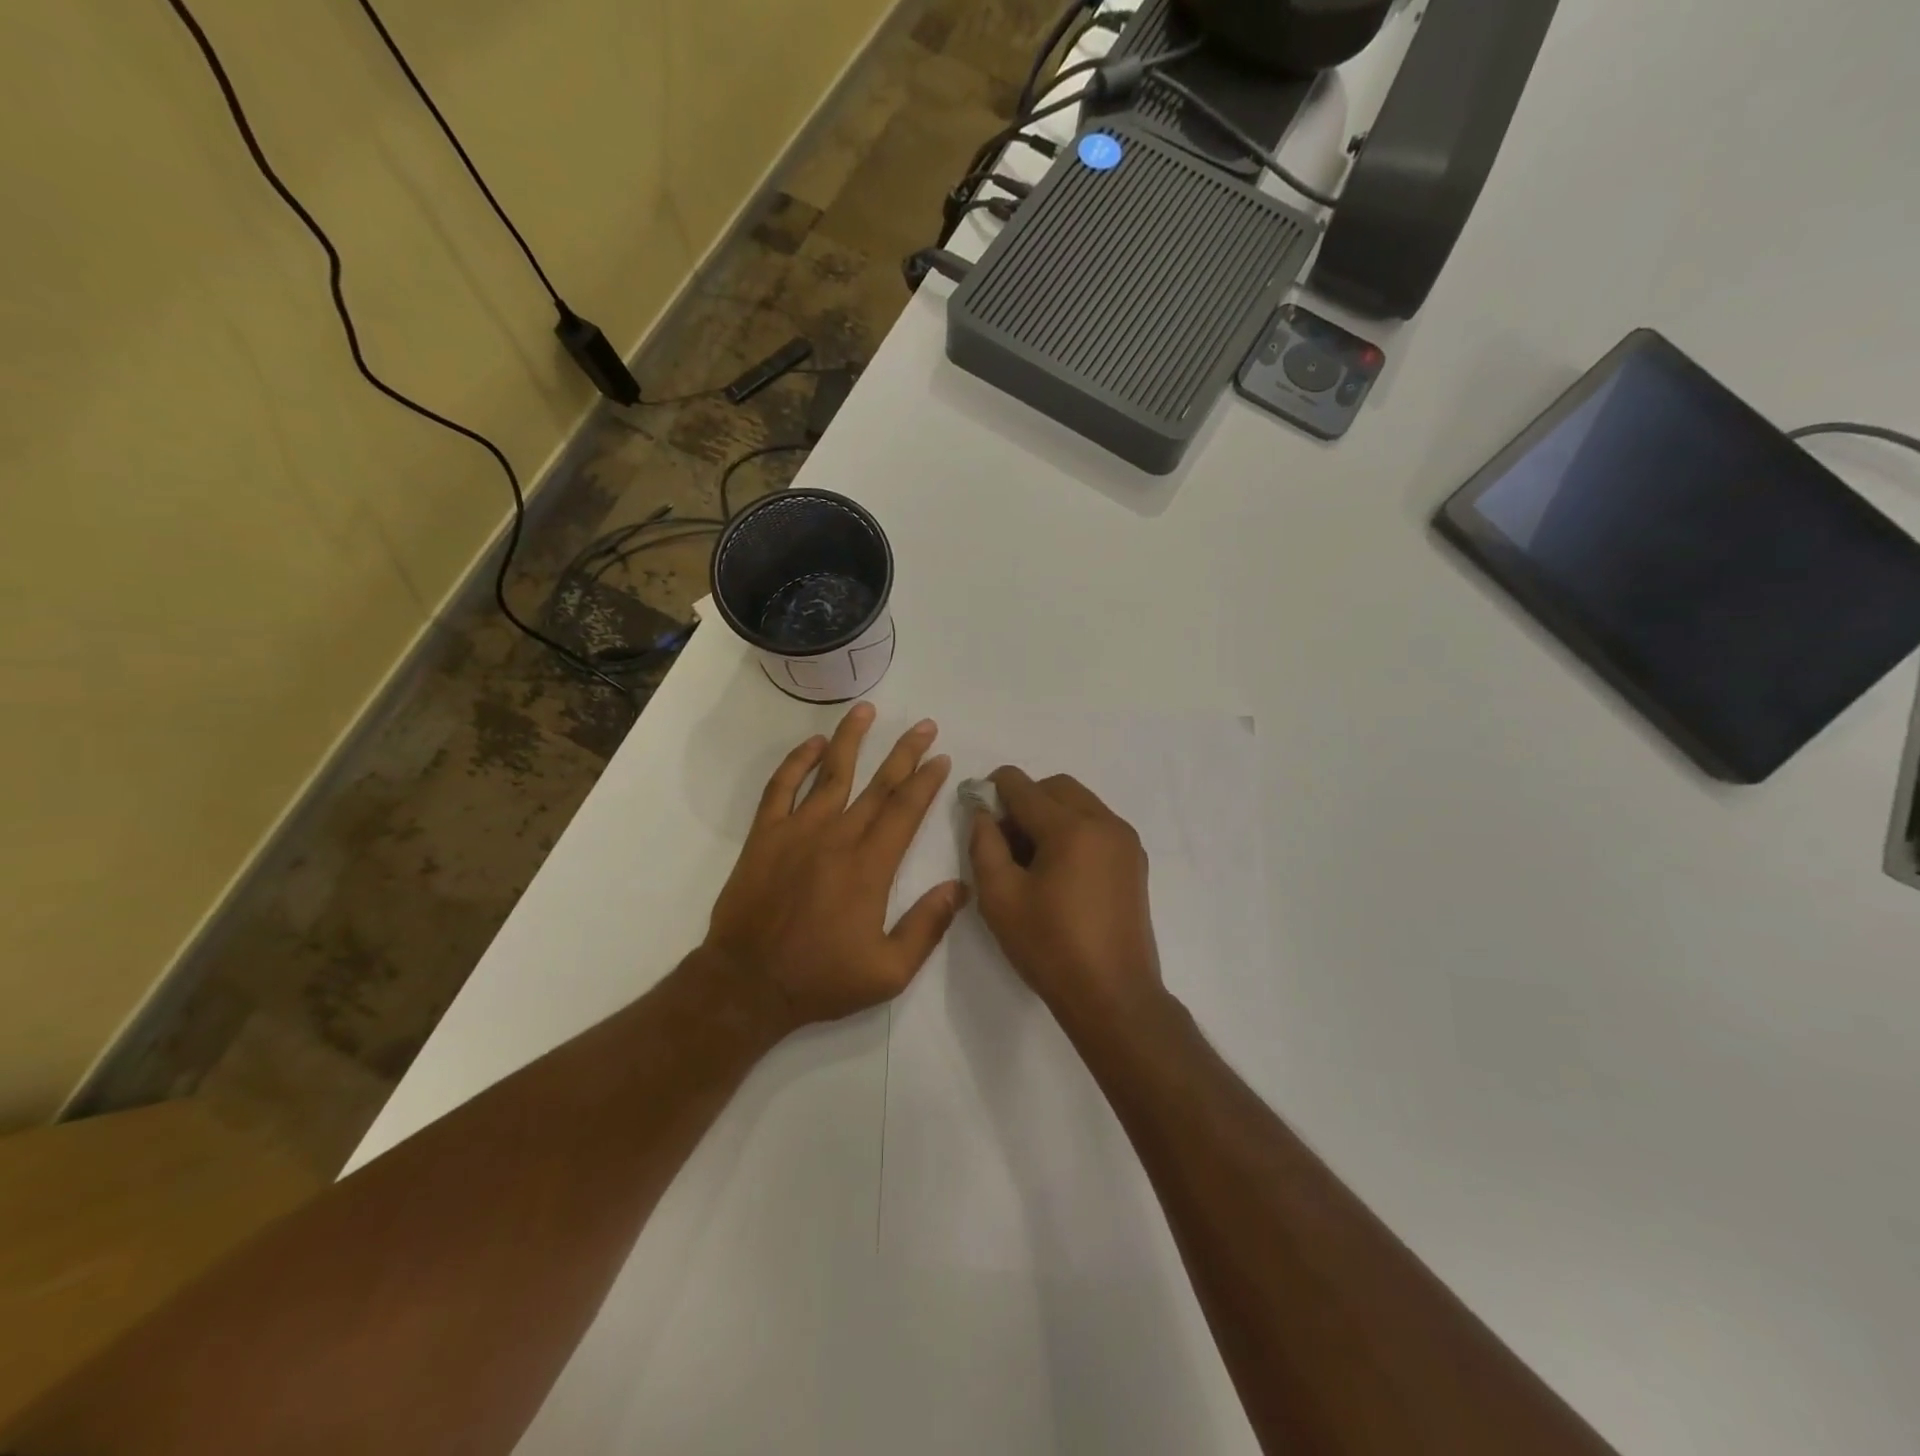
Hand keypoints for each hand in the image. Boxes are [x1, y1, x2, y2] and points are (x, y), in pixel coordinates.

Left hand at [704, 703, 966, 1031]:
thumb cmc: (821, 979)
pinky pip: (781, 788)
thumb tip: (960, 888)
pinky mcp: (765, 836)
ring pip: (830, 773)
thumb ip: (927, 927)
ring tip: (867, 710)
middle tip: (925, 725)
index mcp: (870, 866)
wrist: (748, 984)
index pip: (905, 810)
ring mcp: (797, 831)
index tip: (941, 758)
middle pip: (878, 784)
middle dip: (905, 752)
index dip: (927, 780)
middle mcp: (837, 837)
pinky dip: (796, 762)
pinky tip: (812, 744)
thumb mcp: (889, 971)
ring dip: (851, 739)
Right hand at [968, 767, 1165, 1028]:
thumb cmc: (1050, 947)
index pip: (1022, 785)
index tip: (977, 812)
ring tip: (1030, 860)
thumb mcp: (1000, 897)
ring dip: (1050, 815)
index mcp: (1071, 827)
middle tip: (1004, 841)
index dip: (992, 790)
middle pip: (1055, 787)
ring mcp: (1126, 841)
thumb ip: (984, 844)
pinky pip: (1097, 825)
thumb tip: (983, 812)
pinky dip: (1073, 831)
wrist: (1113, 996)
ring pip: (1079, 803)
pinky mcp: (1135, 862)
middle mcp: (1105, 822)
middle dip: (1024, 800)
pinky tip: (1058, 872)